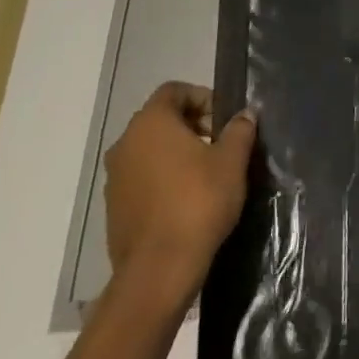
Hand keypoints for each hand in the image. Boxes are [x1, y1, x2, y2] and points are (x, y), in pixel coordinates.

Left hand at [103, 82, 256, 315]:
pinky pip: (142, 176)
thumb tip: (244, 114)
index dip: (203, 97)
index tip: (225, 119)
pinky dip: (164, 176)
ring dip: (177, 151)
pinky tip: (188, 197)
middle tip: (222, 143)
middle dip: (193, 124)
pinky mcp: (114, 205)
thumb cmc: (199, 202)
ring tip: (208, 172)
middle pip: (160, 118)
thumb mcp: (232, 161)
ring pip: (150, 149)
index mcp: (151, 124)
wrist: (160, 267)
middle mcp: (125, 144)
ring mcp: (115, 176)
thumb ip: (239, 130)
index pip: (173, 91)